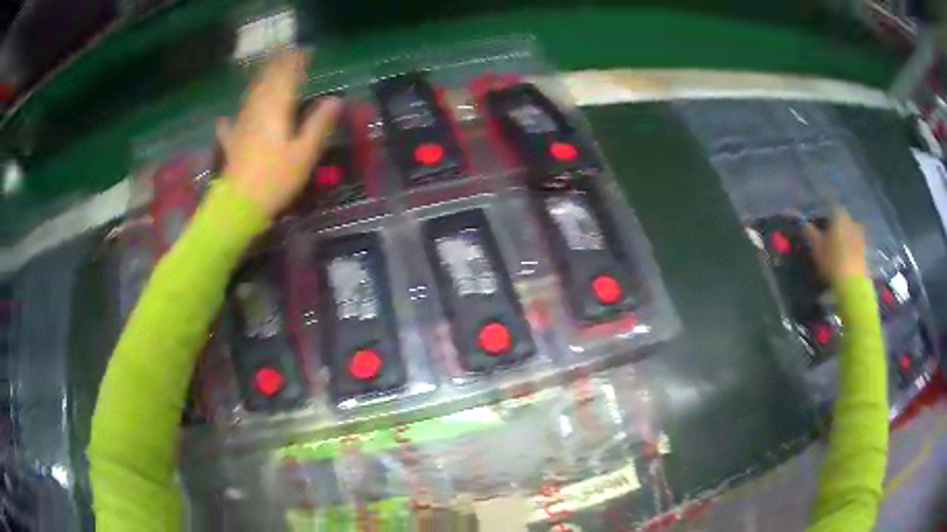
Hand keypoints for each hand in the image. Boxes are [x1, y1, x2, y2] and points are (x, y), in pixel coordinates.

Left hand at [216, 51, 341, 217]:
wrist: (239, 206)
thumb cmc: (275, 180)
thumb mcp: (304, 154)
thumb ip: (318, 124)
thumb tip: (335, 100)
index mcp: (275, 110)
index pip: (287, 78)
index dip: (296, 63)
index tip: (305, 51)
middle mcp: (256, 111)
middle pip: (266, 83)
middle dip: (276, 67)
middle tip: (286, 55)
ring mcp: (241, 126)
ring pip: (250, 97)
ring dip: (259, 83)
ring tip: (265, 74)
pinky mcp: (231, 143)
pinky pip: (231, 123)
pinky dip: (231, 117)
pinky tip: (225, 119)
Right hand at [804, 209, 868, 283]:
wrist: (853, 284)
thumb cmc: (832, 261)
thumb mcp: (816, 247)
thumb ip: (810, 232)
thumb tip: (805, 224)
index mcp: (840, 215)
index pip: (830, 208)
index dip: (823, 216)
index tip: (818, 225)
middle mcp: (852, 221)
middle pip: (842, 220)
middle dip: (835, 228)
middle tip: (827, 240)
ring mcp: (861, 236)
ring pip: (849, 233)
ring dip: (844, 239)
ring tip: (837, 253)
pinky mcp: (866, 251)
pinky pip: (855, 246)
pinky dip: (850, 250)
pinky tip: (845, 261)